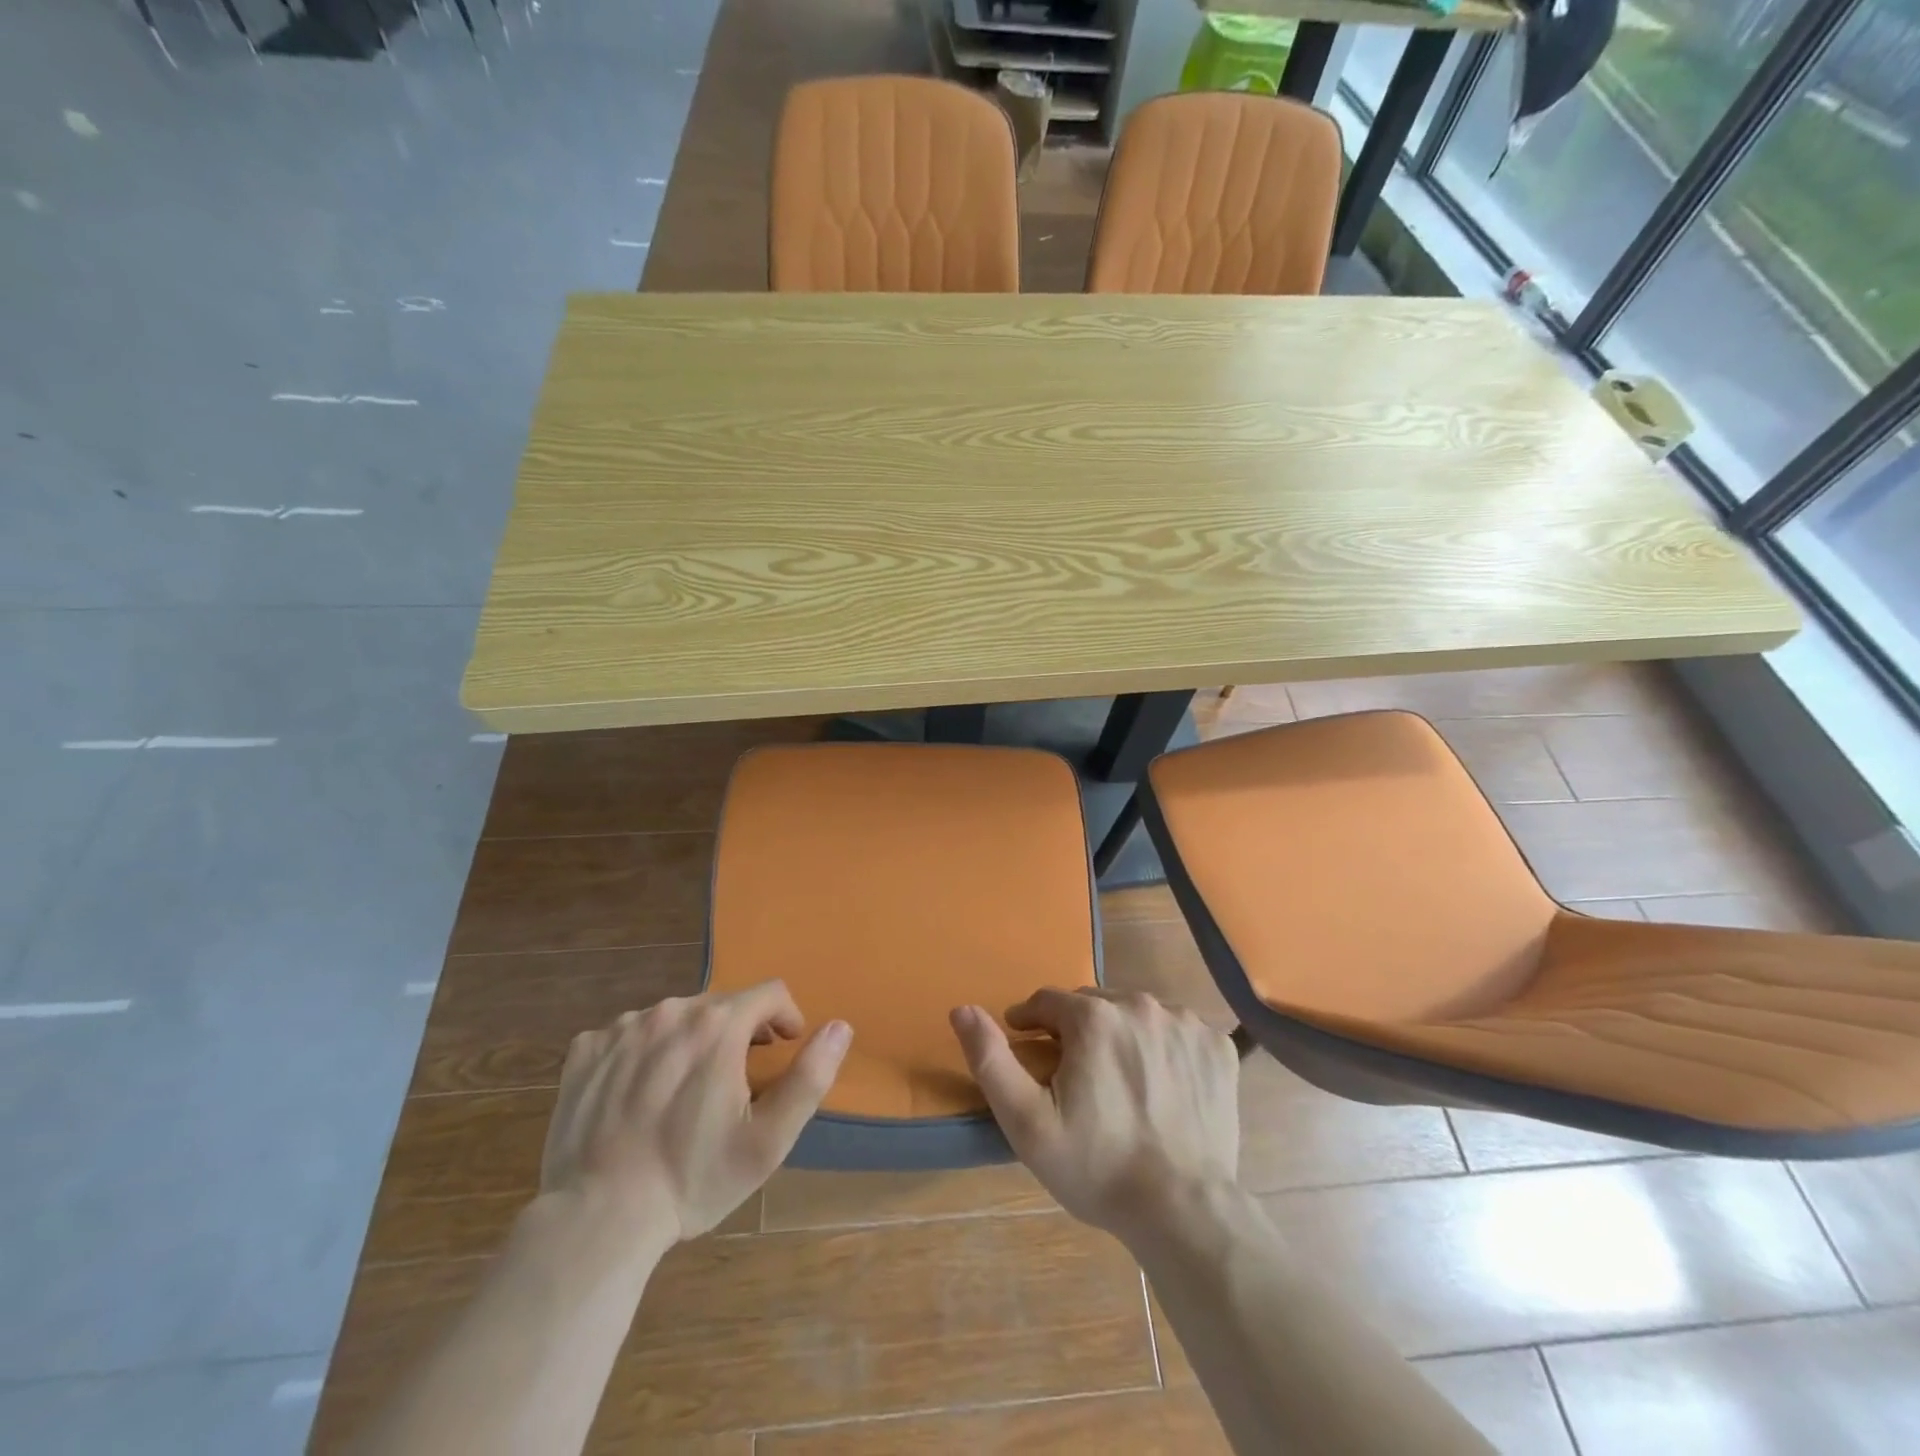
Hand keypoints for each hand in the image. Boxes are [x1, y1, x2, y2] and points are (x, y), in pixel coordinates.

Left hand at [540, 983, 851, 1243]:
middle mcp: (671, 1011)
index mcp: (718, 1024)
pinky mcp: (586, 1050)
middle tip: (735, 1082)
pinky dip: (643, 1054)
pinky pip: (628, 1035)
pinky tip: (638, 1096)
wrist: (597, 1220)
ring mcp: (622, 1028)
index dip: (785, 1018)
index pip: (770, 992)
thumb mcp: (769, 1139)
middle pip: (721, 1005)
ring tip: (684, 1093)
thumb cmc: (693, 1178)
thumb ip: (810, 1076)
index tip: (782, 1050)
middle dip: (738, 1032)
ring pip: (674, 1018)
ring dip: (690, 1041)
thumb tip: (840, 1026)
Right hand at [951, 989, 1238, 1239]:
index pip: (1047, 1001)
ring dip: (1120, 1035)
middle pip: (1093, 1004)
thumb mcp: (1027, 1122)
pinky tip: (1161, 1086)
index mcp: (1093, 1016)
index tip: (1028, 1047)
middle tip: (1074, 1074)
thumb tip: (961, 1009)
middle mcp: (1140, 1004)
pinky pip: (1178, 1033)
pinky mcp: (1218, 1047)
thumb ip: (990, 1059)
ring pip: (1136, 1014)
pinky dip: (1164, 1048)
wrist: (1184, 1212)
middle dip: (1076, 1030)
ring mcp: (1185, 1023)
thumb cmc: (1097, 1167)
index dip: (1031, 1023)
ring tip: (1118, 1081)